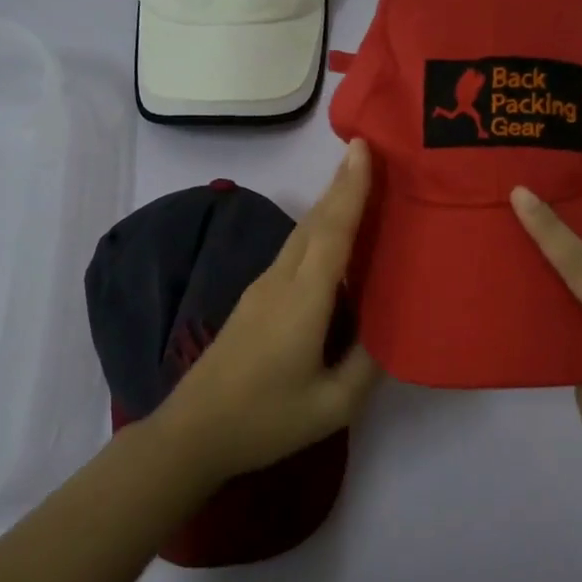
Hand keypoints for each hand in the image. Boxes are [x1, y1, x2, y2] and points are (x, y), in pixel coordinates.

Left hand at [155, 140, 381, 482]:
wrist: (191, 433)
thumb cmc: (264, 419)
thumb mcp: (332, 406)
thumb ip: (367, 365)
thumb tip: (390, 331)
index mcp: (302, 301)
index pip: (332, 232)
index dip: (350, 188)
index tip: (362, 147)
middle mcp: (280, 282)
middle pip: (314, 222)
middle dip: (341, 185)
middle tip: (371, 155)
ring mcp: (261, 289)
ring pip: (301, 235)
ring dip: (329, 206)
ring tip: (359, 188)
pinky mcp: (253, 301)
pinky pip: (293, 253)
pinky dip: (318, 232)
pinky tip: (333, 242)